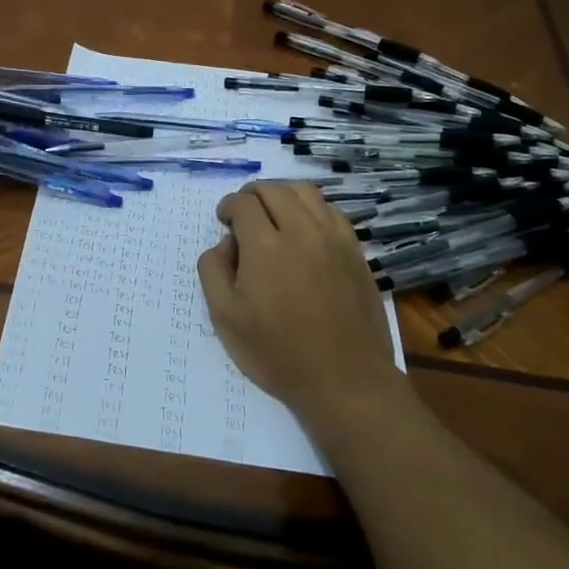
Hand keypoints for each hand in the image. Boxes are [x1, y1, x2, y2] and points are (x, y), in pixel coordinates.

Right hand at [198, 181, 411, 440]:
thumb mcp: (225, 317)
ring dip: (282, 194)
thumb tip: (224, 243)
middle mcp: (301, 230)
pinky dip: (311, 209)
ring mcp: (334, 238)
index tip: (224, 222)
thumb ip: (213, 270)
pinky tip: (304, 230)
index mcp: (265, 245)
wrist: (345, 379)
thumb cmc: (277, 352)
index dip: (227, 206)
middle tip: (243, 214)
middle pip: (274, 189)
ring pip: (306, 192)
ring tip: (273, 214)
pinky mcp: (355, 251)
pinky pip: (331, 211)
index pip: (242, 202)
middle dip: (252, 194)